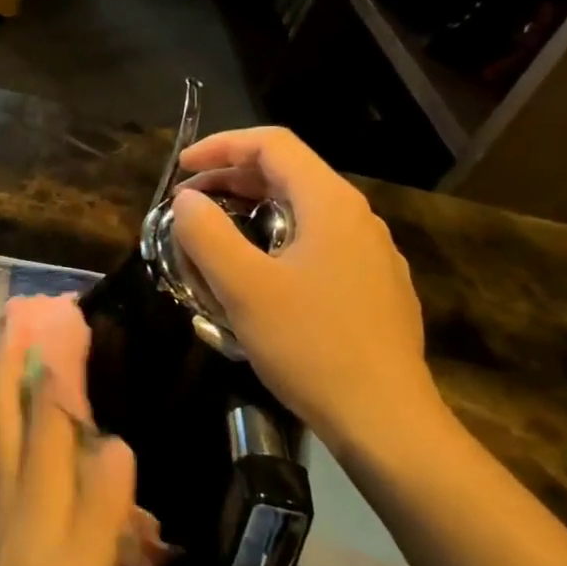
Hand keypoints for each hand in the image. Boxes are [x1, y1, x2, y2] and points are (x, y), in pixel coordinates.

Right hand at [171, 126, 441, 449]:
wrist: (386, 420)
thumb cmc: (310, 346)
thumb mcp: (243, 288)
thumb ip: (206, 234)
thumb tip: (188, 201)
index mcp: (330, 203)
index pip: (272, 144)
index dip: (220, 146)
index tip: (181, 171)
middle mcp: (357, 218)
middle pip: (288, 174)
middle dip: (231, 180)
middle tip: (188, 206)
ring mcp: (371, 254)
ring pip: (302, 213)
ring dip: (252, 214)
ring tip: (214, 242)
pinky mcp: (374, 288)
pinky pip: (317, 246)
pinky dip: (277, 243)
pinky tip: (259, 281)